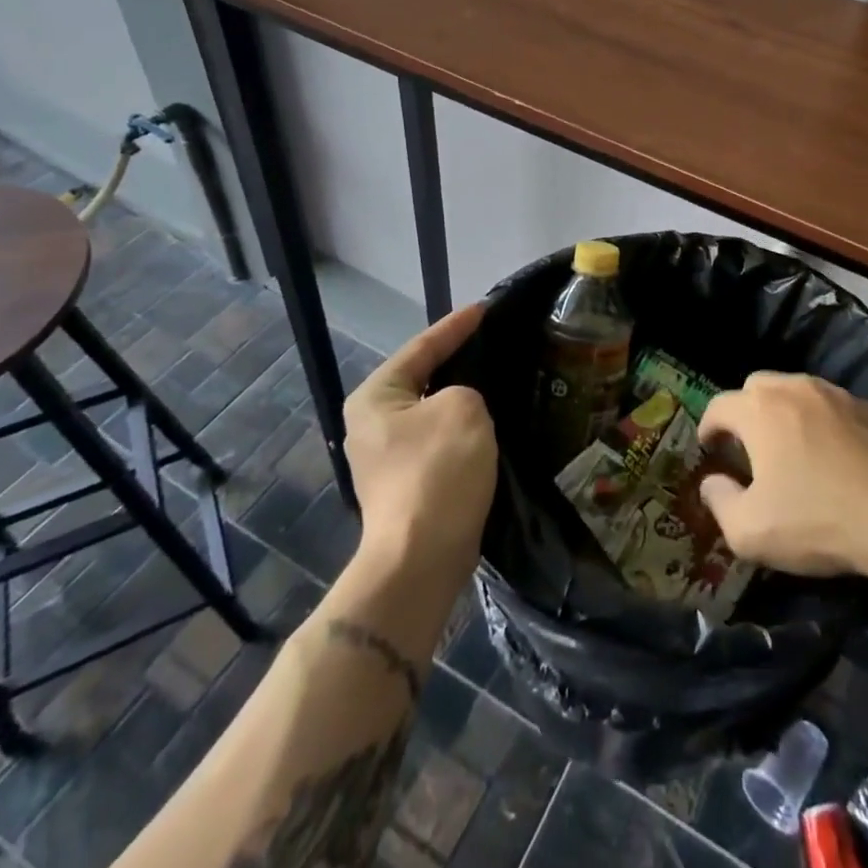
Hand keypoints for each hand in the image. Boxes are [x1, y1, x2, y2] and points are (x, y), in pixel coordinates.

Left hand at [342, 304, 495, 583]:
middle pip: (422, 378)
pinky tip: (488, 424)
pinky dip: (461, 429)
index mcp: (375, 396)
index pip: (421, 347)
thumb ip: (465, 390)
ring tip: (496, 378)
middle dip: (456, 361)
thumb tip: (460, 407)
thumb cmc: (438, 471)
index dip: (455, 326)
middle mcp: (371, 423)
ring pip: (432, 412)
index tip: (484, 309)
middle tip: (492, 342)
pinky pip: (437, 440)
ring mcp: (385, 458)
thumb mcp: (463, 408)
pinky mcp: (405, 485)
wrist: (421, 559)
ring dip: (461, 399)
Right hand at [697, 372, 867, 577]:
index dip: (708, 427)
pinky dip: (822, 420)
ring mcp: (834, 394)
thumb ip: (719, 502)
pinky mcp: (867, 408)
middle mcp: (792, 388)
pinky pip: (831, 405)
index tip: (710, 450)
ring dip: (784, 411)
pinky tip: (833, 452)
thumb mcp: (749, 531)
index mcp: (758, 410)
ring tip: (791, 446)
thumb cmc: (814, 520)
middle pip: (756, 386)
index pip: (718, 405)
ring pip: (796, 390)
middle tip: (749, 445)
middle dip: (745, 410)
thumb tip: (711, 483)